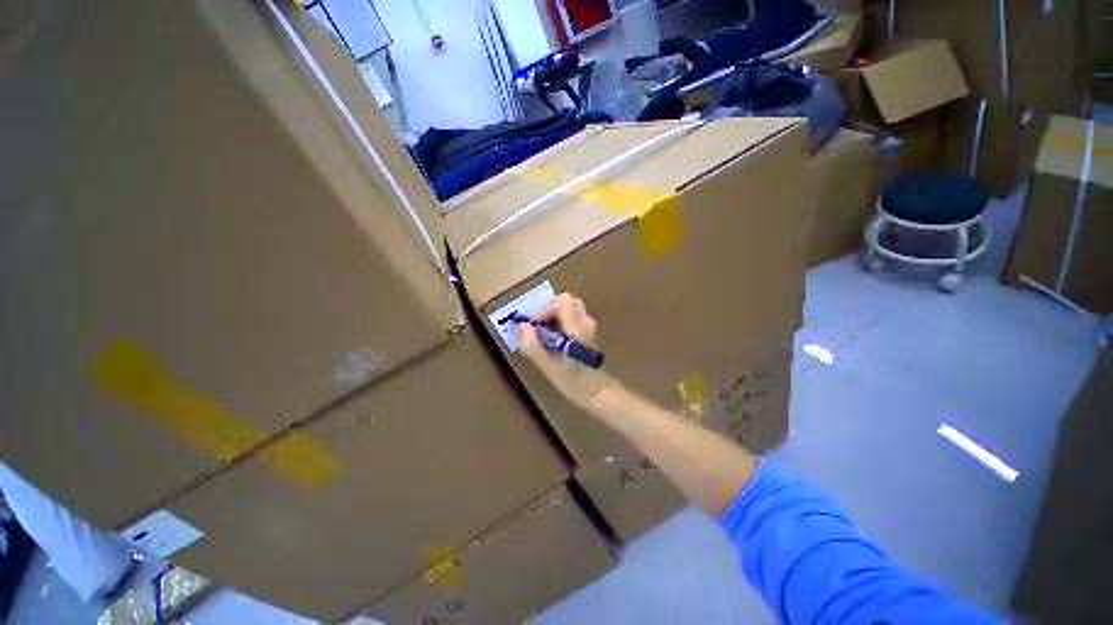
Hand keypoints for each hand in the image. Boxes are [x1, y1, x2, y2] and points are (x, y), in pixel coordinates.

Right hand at [518, 293, 617, 407]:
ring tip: (547, 335)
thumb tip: (521, 326)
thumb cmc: (573, 381)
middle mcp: (585, 321)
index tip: (536, 326)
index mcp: (577, 327)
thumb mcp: (548, 366)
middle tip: (540, 328)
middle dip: (549, 310)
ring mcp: (589, 325)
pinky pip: (572, 316)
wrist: (596, 391)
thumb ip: (532, 345)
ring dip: (554, 316)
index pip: (563, 300)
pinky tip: (556, 339)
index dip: (545, 309)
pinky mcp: (588, 331)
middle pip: (566, 301)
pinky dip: (560, 321)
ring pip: (569, 307)